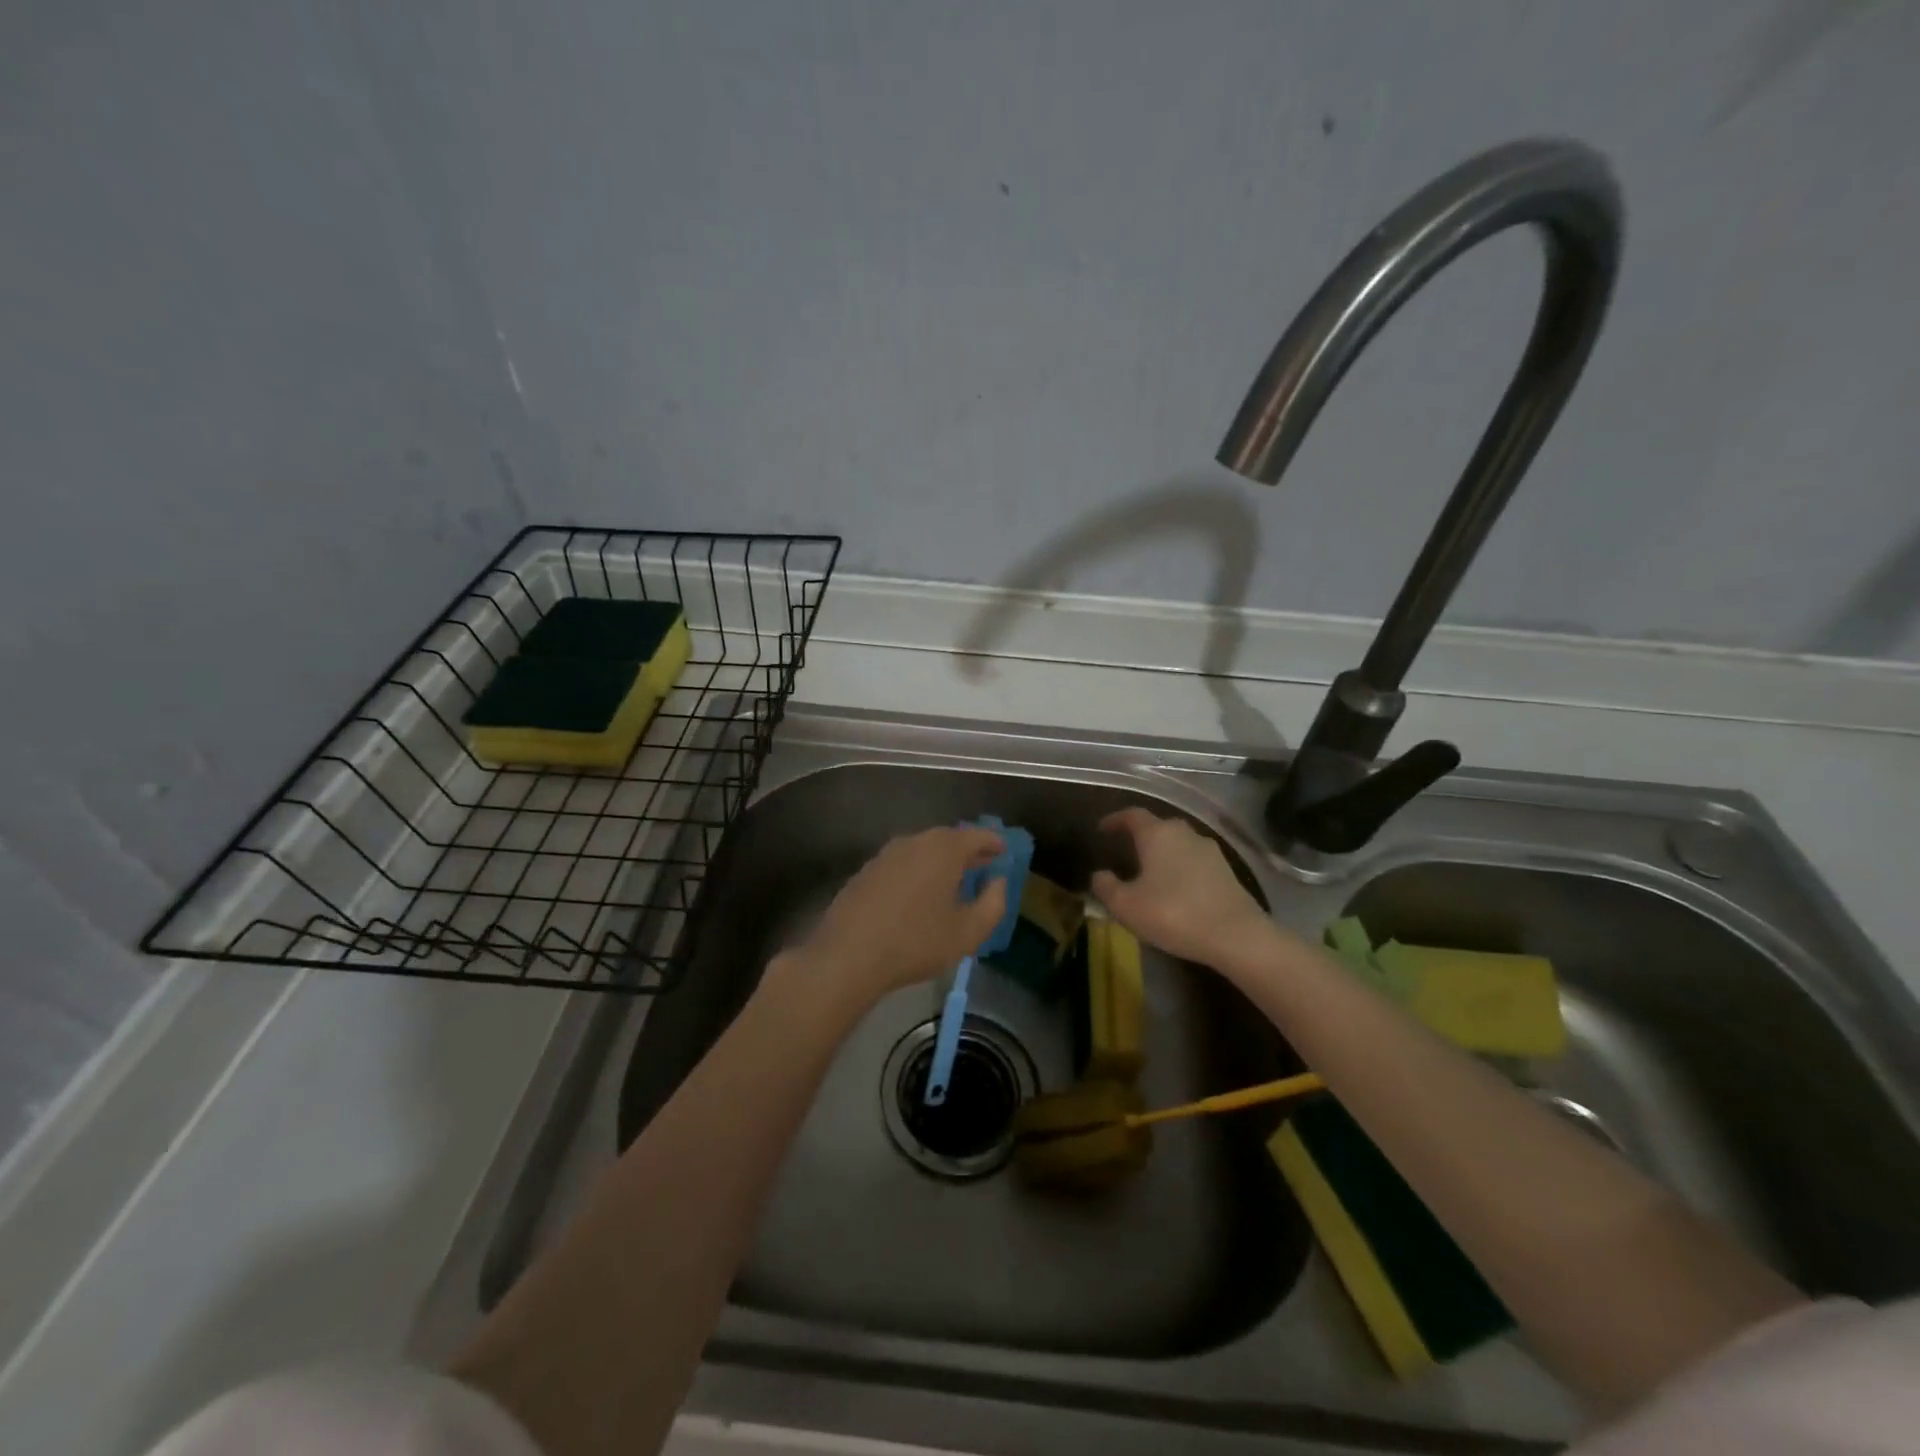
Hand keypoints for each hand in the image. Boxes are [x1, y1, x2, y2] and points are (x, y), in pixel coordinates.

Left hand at [793, 826, 1007, 1005]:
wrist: (848, 955)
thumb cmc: (916, 942)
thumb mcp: (968, 932)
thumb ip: (993, 903)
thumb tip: (998, 882)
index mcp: (944, 849)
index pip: (977, 835)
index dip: (994, 843)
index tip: (1004, 851)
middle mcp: (915, 842)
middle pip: (948, 839)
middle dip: (968, 850)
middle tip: (982, 865)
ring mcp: (886, 854)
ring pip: (922, 850)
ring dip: (941, 861)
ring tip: (953, 881)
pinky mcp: (866, 871)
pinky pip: (902, 863)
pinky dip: (917, 871)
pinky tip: (919, 894)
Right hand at [1090, 809, 1271, 966]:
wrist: (1237, 936)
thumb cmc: (1173, 913)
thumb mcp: (1126, 906)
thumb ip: (1106, 886)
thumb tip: (1099, 874)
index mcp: (1157, 834)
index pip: (1132, 815)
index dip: (1115, 820)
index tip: (1102, 829)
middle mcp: (1184, 833)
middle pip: (1158, 827)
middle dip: (1140, 837)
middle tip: (1125, 852)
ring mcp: (1210, 851)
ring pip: (1178, 844)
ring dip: (1162, 854)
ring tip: (1149, 873)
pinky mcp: (1227, 871)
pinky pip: (1194, 862)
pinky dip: (1180, 869)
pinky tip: (1175, 889)